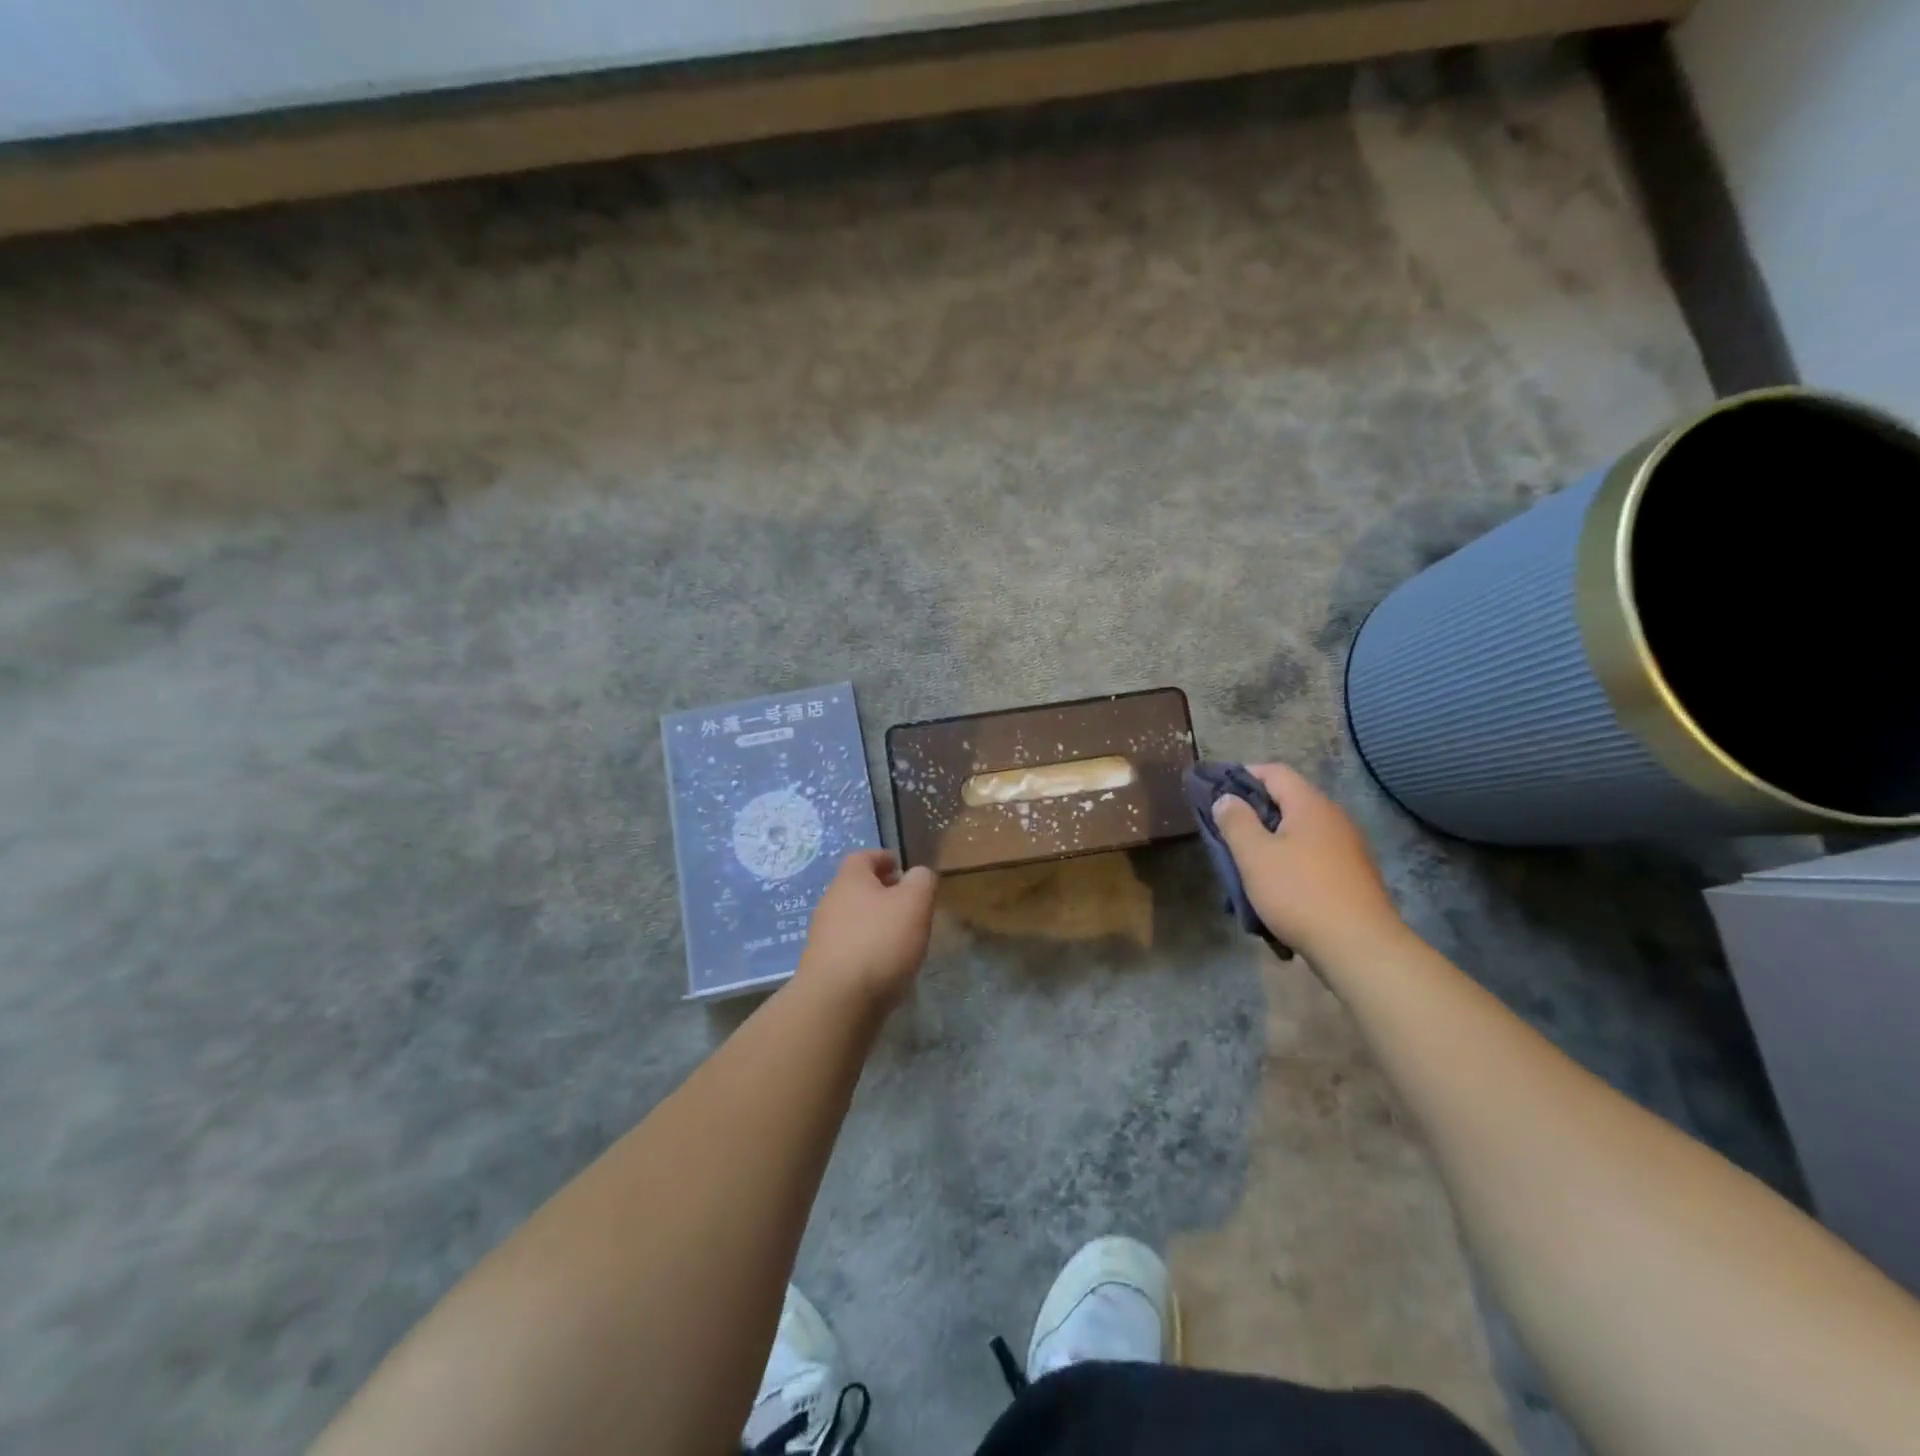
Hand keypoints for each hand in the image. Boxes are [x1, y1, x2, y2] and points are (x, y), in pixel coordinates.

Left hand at [796, 850, 937, 1011]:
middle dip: (881, 892)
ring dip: (874, 922)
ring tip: (901, 936)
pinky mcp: (823, 966)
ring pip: (853, 918)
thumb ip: (921, 881)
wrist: (837, 1002)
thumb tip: (918, 874)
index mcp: (850, 880)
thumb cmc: (879, 942)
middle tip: (908, 903)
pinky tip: (884, 964)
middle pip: (856, 888)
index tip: (901, 866)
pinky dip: (867, 947)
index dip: (883, 858)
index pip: (863, 857)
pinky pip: (849, 946)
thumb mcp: (914, 903)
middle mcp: (830, 903)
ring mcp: (823, 936)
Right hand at [1210, 763, 1406, 967]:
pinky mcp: (1353, 877)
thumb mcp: (1254, 856)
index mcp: (1310, 805)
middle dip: (1254, 812)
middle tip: (1225, 831)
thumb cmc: (1299, 893)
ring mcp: (1348, 848)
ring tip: (1246, 864)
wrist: (1360, 948)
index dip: (1243, 774)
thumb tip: (1226, 798)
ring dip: (1271, 842)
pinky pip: (1313, 858)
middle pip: (1288, 801)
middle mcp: (1334, 819)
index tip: (1216, 790)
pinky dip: (1290, 863)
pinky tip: (1275, 889)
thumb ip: (1236, 821)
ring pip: (1299, 833)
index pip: (1274, 772)